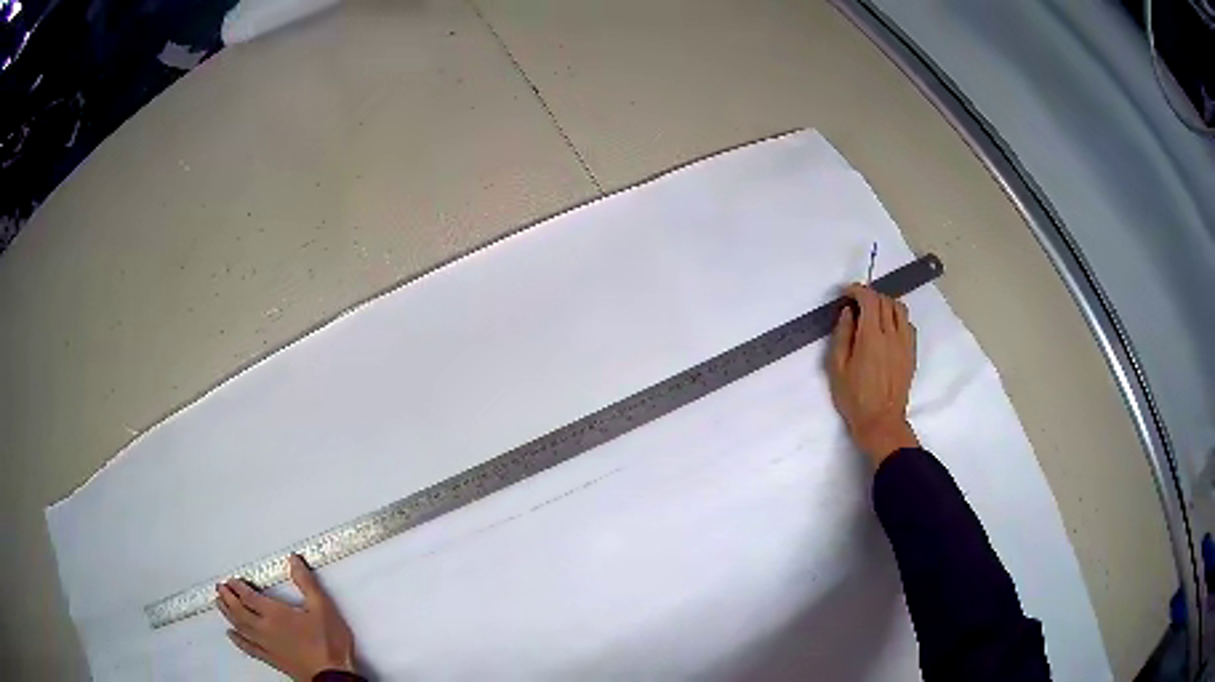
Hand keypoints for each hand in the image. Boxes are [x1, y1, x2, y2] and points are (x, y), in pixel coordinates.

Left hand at [217, 554, 357, 680]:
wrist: (333, 675)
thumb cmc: (329, 642)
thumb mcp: (322, 607)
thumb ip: (306, 583)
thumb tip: (294, 562)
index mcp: (275, 613)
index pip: (249, 596)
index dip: (237, 587)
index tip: (231, 580)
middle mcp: (265, 628)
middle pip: (239, 610)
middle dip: (228, 597)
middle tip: (220, 588)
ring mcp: (266, 645)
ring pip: (240, 627)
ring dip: (228, 614)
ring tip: (219, 604)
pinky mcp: (271, 659)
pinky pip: (248, 647)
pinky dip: (237, 640)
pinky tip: (232, 635)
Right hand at [829, 284, 919, 466]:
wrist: (881, 422)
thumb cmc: (854, 398)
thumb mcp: (837, 368)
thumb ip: (842, 335)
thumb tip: (848, 312)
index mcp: (871, 337)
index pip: (869, 299)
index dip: (857, 290)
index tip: (846, 292)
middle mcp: (892, 335)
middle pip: (885, 300)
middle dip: (870, 296)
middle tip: (857, 303)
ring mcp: (905, 344)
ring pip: (900, 309)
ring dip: (886, 304)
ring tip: (874, 313)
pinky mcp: (912, 353)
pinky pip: (908, 325)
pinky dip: (897, 319)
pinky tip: (887, 330)